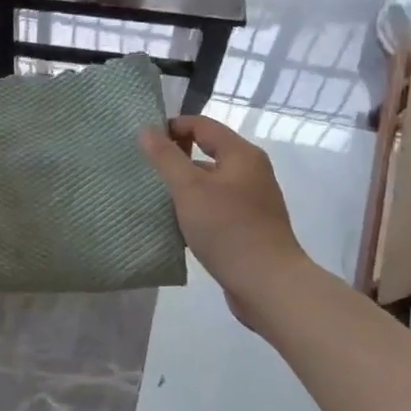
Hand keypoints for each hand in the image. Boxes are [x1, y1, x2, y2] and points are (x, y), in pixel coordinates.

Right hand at [140, 115, 308, 330]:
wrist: (268, 285)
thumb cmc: (228, 229)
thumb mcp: (190, 189)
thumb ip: (166, 157)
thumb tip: (147, 129)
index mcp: (242, 155)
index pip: (202, 125)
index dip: (172, 127)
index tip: (142, 142)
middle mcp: (250, 173)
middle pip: (207, 153)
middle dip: (174, 158)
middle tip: (142, 170)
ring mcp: (251, 202)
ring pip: (209, 183)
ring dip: (182, 187)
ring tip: (151, 197)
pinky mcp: (247, 228)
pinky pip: (214, 208)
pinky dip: (194, 210)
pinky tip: (173, 224)